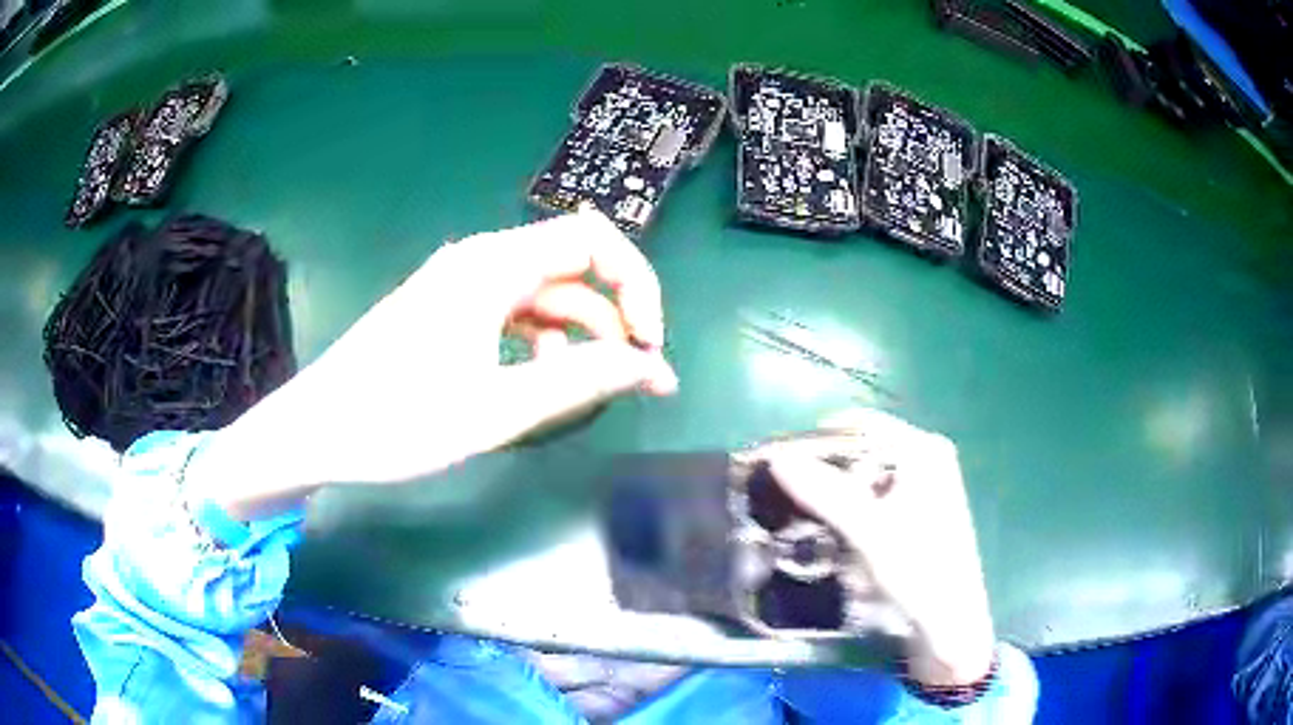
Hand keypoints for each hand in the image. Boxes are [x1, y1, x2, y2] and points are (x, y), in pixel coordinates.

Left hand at [188, 209, 677, 517]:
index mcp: (493, 266)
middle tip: (637, 381)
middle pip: (573, 272)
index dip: (637, 286)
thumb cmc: (398, 420)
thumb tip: (650, 367)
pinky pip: (514, 318)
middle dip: (613, 321)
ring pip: (544, 299)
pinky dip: (540, 347)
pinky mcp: (448, 313)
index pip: (594, 242)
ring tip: (585, 396)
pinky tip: (535, 386)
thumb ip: (580, 382)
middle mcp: (482, 262)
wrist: (316, 431)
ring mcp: (462, 288)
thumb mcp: (497, 409)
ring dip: (577, 341)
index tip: (648, 347)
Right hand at [758, 409, 995, 687]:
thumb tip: (776, 458)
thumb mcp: (868, 531)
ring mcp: (923, 484)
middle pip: (861, 449)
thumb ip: (824, 493)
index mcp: (922, 450)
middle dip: (825, 471)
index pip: (859, 425)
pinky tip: (833, 530)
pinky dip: (850, 508)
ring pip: (865, 475)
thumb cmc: (917, 572)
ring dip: (835, 493)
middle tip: (788, 497)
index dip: (817, 442)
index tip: (780, 466)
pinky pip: (874, 496)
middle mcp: (925, 457)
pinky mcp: (917, 510)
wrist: (948, 624)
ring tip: (804, 516)